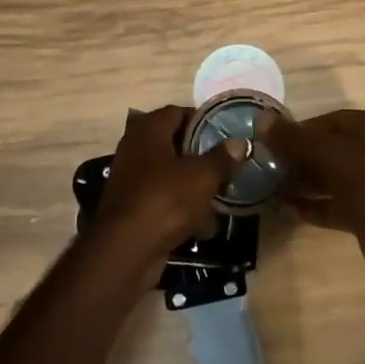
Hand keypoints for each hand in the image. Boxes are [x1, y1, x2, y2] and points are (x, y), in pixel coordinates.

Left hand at [92, 107, 241, 268]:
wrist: (125, 251)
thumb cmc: (165, 200)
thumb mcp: (203, 177)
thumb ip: (222, 158)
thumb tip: (239, 143)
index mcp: (149, 130)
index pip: (177, 112)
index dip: (201, 120)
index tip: (224, 133)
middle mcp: (134, 149)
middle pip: (172, 143)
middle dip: (199, 154)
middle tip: (224, 163)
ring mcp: (129, 179)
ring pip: (168, 174)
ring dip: (191, 183)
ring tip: (218, 193)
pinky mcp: (130, 209)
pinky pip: (161, 199)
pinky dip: (180, 207)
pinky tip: (202, 223)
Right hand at [264, 108, 364, 284]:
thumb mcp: (330, 155)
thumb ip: (295, 139)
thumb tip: (262, 120)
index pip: (329, 121)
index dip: (299, 130)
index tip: (270, 142)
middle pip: (328, 148)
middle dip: (298, 157)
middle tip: (267, 165)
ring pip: (330, 177)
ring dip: (303, 182)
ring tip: (269, 187)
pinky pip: (334, 203)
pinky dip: (313, 205)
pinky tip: (286, 209)